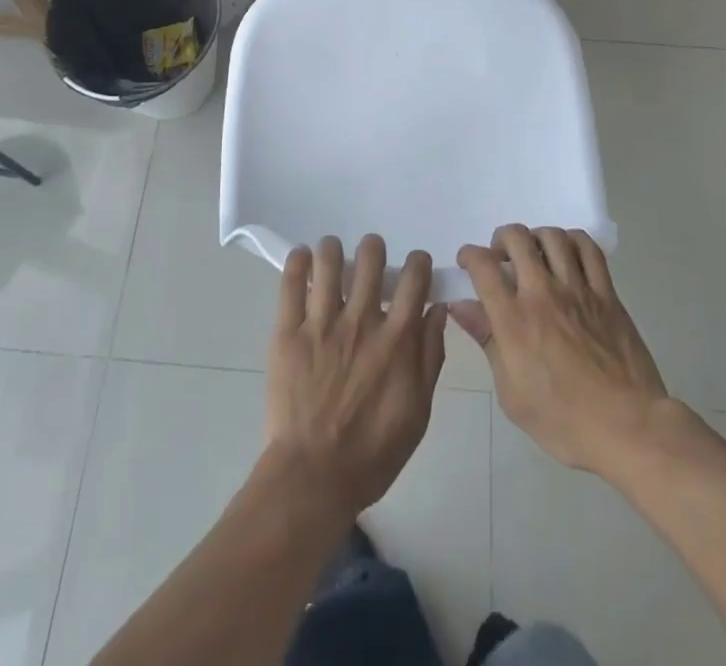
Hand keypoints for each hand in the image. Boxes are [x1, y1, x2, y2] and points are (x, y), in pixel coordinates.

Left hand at [262, 234, 448, 517]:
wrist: (313, 477)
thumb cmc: (373, 452)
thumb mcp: (418, 411)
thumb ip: (430, 356)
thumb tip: (437, 309)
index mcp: (396, 339)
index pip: (414, 278)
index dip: (417, 262)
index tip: (413, 266)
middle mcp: (361, 321)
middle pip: (370, 258)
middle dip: (373, 248)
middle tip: (370, 258)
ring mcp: (322, 323)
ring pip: (329, 260)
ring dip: (334, 249)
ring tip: (333, 254)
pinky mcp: (288, 331)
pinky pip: (291, 282)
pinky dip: (298, 261)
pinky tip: (304, 257)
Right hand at [452, 224, 684, 475]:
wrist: (629, 427)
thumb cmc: (564, 421)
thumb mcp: (512, 393)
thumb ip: (487, 341)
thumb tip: (461, 306)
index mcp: (514, 319)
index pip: (483, 265)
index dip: (469, 255)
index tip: (468, 263)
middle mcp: (542, 293)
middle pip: (516, 238)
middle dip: (501, 240)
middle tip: (502, 258)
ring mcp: (578, 289)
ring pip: (552, 237)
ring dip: (536, 238)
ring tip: (535, 254)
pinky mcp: (607, 294)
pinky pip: (589, 250)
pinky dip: (573, 241)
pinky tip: (568, 254)